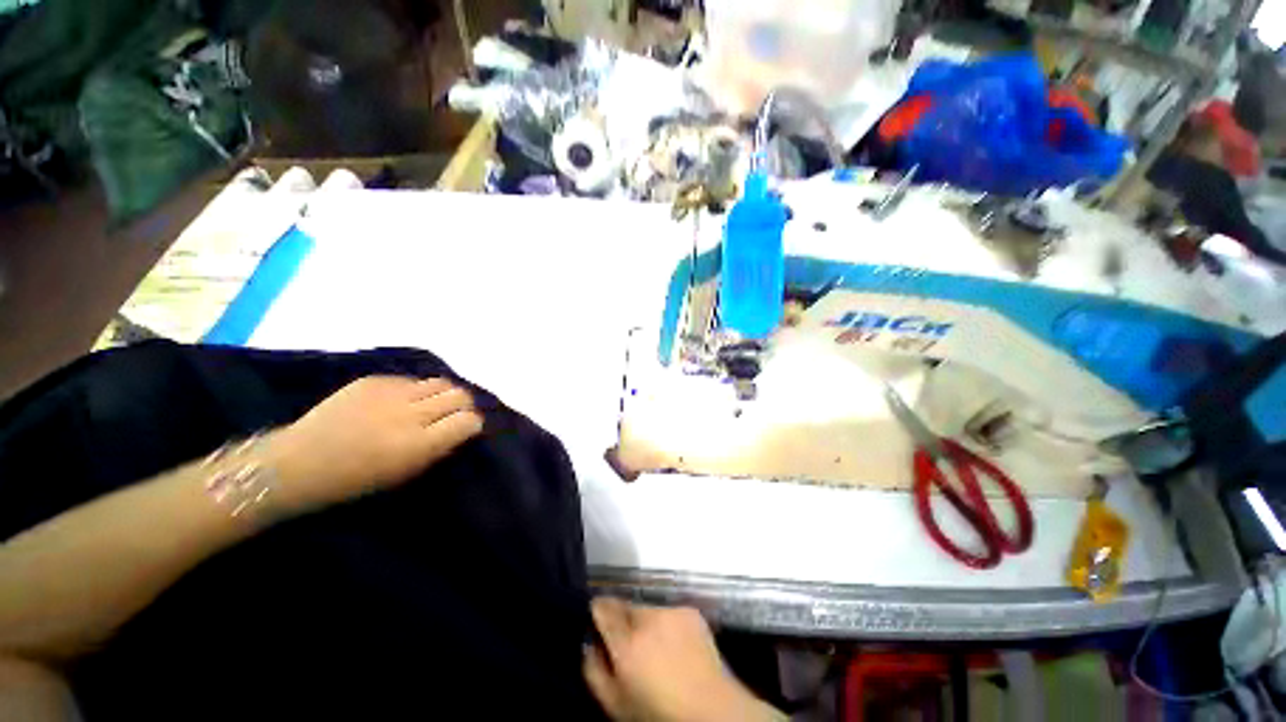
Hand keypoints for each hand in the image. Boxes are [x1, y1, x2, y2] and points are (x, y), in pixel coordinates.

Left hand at [264, 376, 483, 514]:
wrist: (296, 463)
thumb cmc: (353, 480)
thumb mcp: (404, 474)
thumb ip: (437, 449)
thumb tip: (460, 430)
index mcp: (419, 444)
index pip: (468, 420)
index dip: (473, 423)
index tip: (467, 428)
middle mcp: (411, 414)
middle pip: (459, 395)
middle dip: (463, 404)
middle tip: (454, 413)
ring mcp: (391, 393)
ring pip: (439, 382)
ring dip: (442, 393)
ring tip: (431, 404)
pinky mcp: (373, 380)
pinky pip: (410, 380)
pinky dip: (414, 390)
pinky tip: (399, 402)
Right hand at [584, 598, 781, 721]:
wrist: (712, 710)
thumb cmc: (658, 714)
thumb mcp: (615, 705)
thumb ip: (593, 670)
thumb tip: (588, 643)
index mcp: (626, 640)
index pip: (602, 606)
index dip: (596, 612)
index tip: (597, 624)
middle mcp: (647, 617)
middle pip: (625, 606)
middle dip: (622, 621)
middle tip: (628, 646)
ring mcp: (671, 611)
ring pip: (647, 609)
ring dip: (645, 623)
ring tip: (655, 650)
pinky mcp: (690, 611)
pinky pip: (669, 613)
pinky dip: (666, 625)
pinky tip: (675, 647)